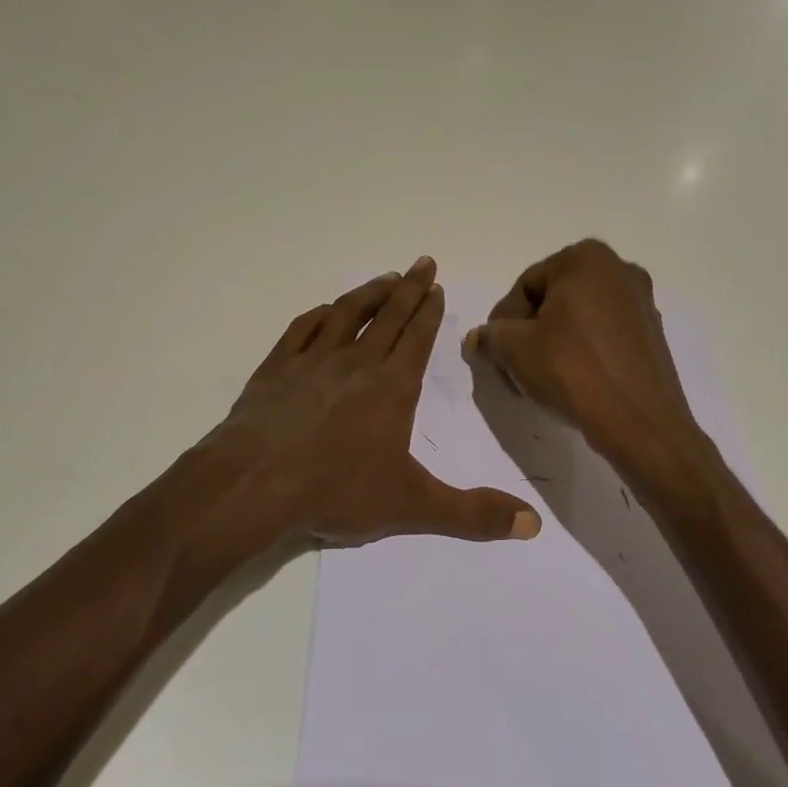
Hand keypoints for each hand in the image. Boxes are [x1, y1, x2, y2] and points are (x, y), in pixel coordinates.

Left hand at [208, 257, 541, 548]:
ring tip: (385, 278)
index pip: (418, 338)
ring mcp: (312, 360)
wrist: (254, 483)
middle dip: (409, 288)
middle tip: (423, 262)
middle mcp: (356, 362)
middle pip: (389, 315)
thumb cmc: (337, 490)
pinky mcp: (277, 367)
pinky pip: (303, 328)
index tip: (436, 286)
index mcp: (392, 387)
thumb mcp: (412, 506)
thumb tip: (533, 524)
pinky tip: (326, 310)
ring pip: (348, 313)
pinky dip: (320, 314)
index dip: (430, 311)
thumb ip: (473, 514)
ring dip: (369, 293)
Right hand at [463, 240, 709, 487]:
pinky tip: (572, 384)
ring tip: (541, 380)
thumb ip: (490, 336)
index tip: (498, 354)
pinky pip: (603, 336)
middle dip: (529, 333)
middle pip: (553, 300)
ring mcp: (641, 303)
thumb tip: (477, 339)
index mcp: (586, 258)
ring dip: (553, 344)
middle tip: (515, 367)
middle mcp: (619, 270)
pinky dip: (582, 353)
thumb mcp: (515, 349)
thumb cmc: (572, 370)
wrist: (639, 422)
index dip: (504, 322)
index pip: (525, 285)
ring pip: (578, 319)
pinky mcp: (653, 336)